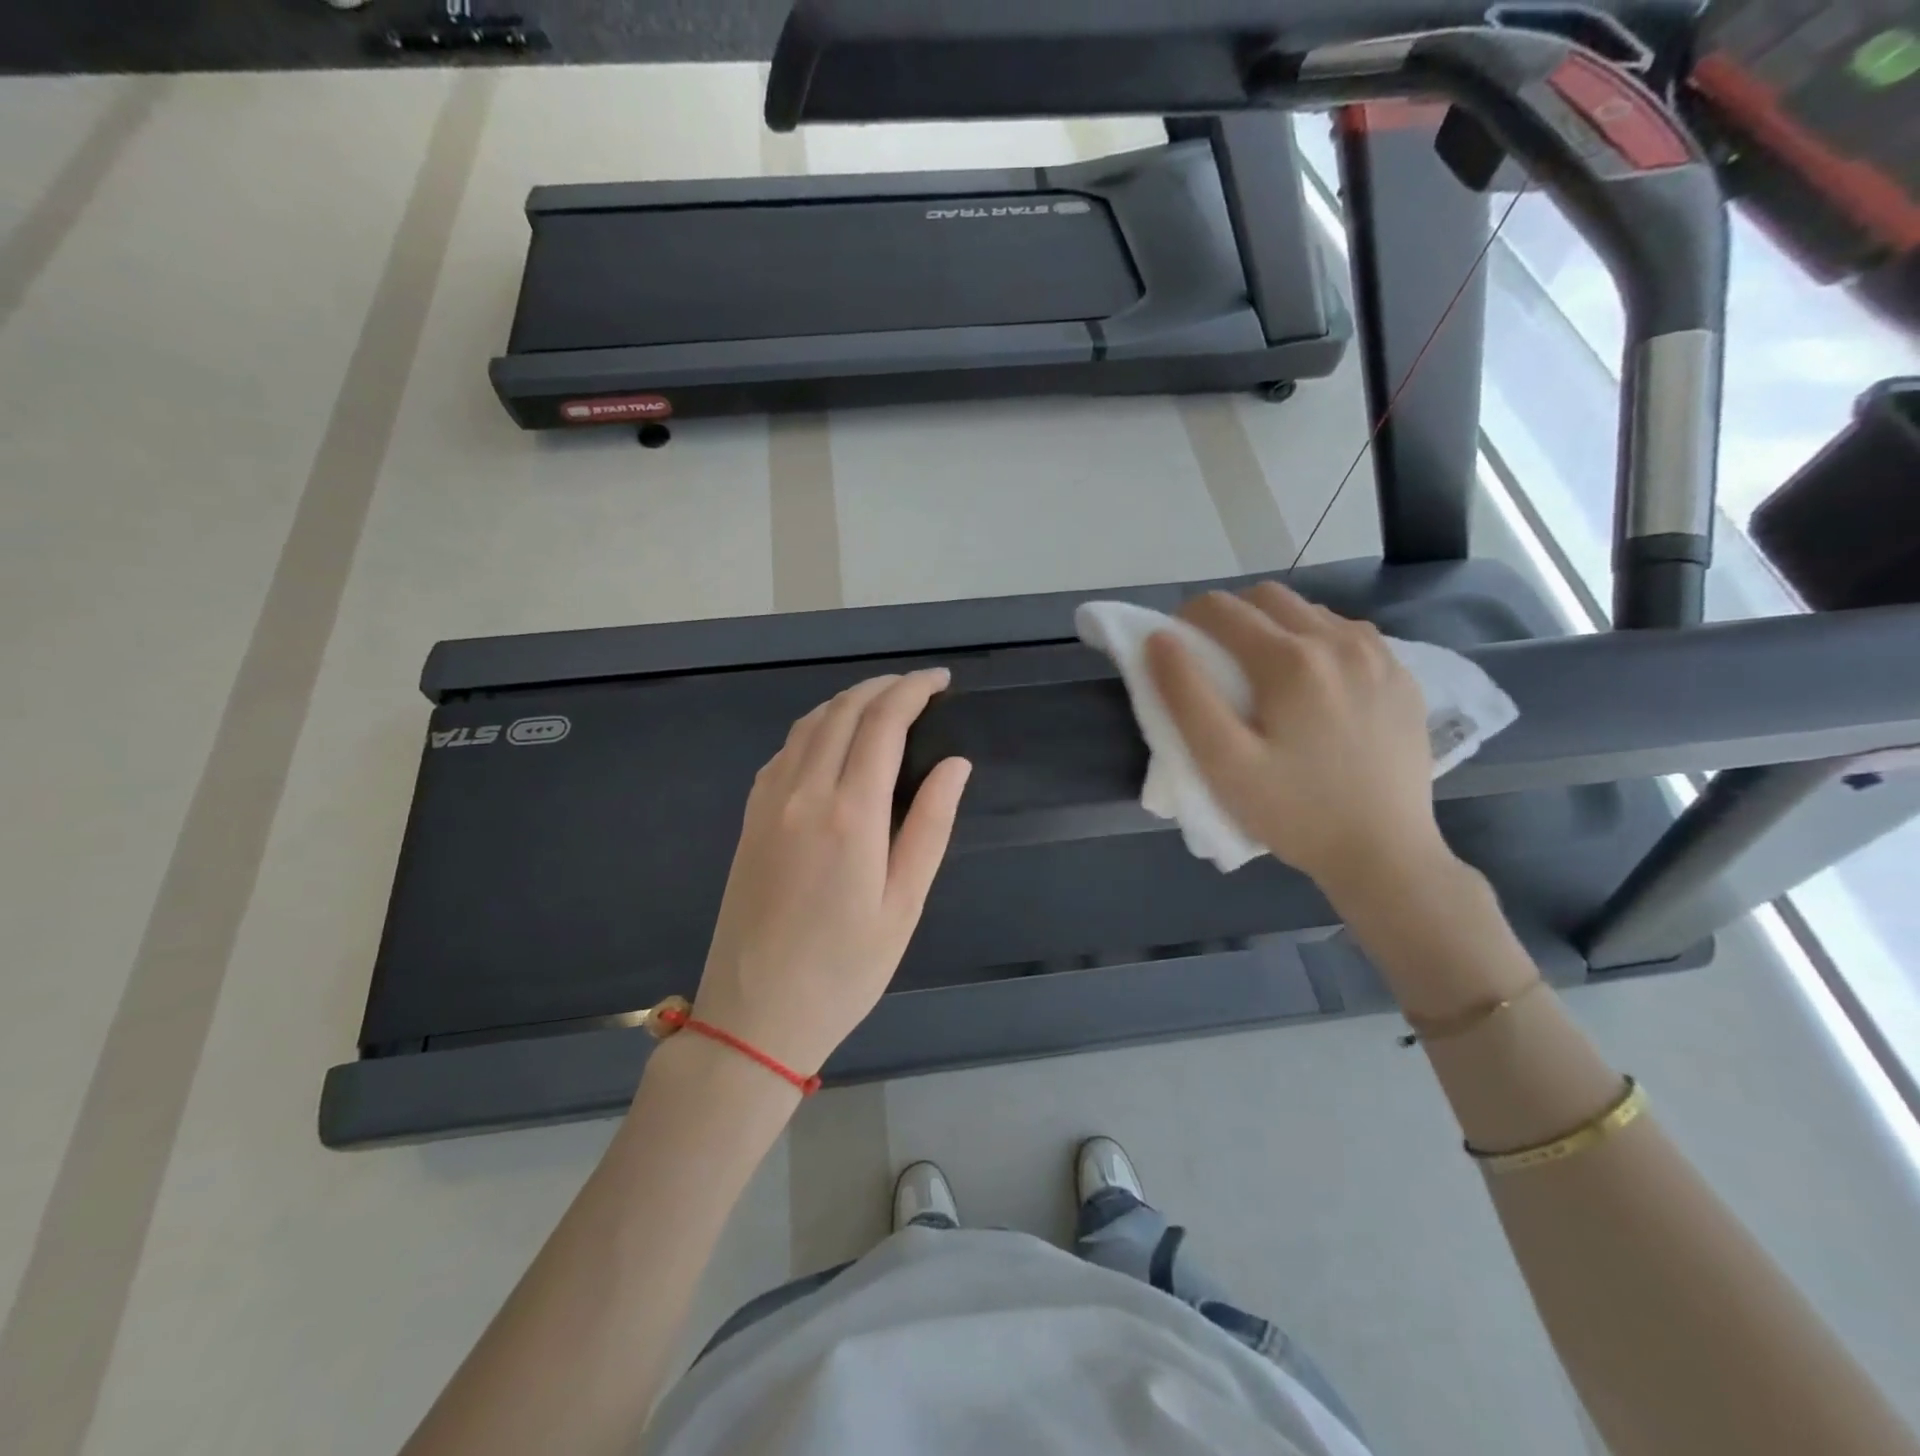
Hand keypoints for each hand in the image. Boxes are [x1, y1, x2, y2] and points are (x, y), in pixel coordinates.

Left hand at [693, 670, 970, 1078]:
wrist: (754, 1016)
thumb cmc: (844, 969)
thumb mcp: (903, 904)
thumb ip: (931, 826)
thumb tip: (955, 764)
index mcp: (850, 812)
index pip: (883, 723)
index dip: (914, 691)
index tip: (941, 681)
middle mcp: (803, 792)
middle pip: (844, 711)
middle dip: (884, 686)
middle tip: (919, 686)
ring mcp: (769, 802)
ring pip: (810, 724)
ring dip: (848, 700)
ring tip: (883, 702)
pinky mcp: (750, 817)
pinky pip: (785, 750)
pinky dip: (816, 727)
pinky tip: (834, 740)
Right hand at [1146, 582, 1450, 893]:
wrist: (1384, 853)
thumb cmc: (1293, 812)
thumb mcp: (1222, 762)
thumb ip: (1185, 695)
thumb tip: (1159, 638)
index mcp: (1289, 659)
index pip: (1221, 608)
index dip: (1188, 619)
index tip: (1179, 649)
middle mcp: (1339, 641)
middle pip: (1268, 597)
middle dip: (1232, 616)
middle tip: (1218, 660)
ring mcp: (1379, 655)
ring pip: (1311, 611)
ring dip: (1277, 627)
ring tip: (1267, 675)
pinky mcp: (1402, 676)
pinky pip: (1350, 634)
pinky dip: (1319, 643)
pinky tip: (1316, 686)